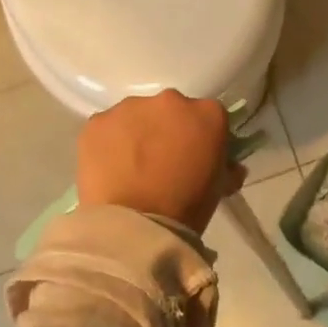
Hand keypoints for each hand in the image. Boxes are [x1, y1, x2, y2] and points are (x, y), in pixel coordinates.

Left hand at [77, 90, 244, 235]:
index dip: (201, 135)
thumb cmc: (187, 207)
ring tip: (131, 167)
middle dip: (167, 129)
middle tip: (161, 161)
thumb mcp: (220, 188)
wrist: (137, 225)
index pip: (209, 116)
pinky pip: (107, 129)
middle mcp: (170, 101)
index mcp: (207, 113)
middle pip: (170, 110)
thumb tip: (230, 167)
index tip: (195, 155)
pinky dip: (108, 144)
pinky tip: (110, 169)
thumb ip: (227, 168)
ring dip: (136, 134)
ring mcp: (130, 108)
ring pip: (136, 116)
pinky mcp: (97, 122)